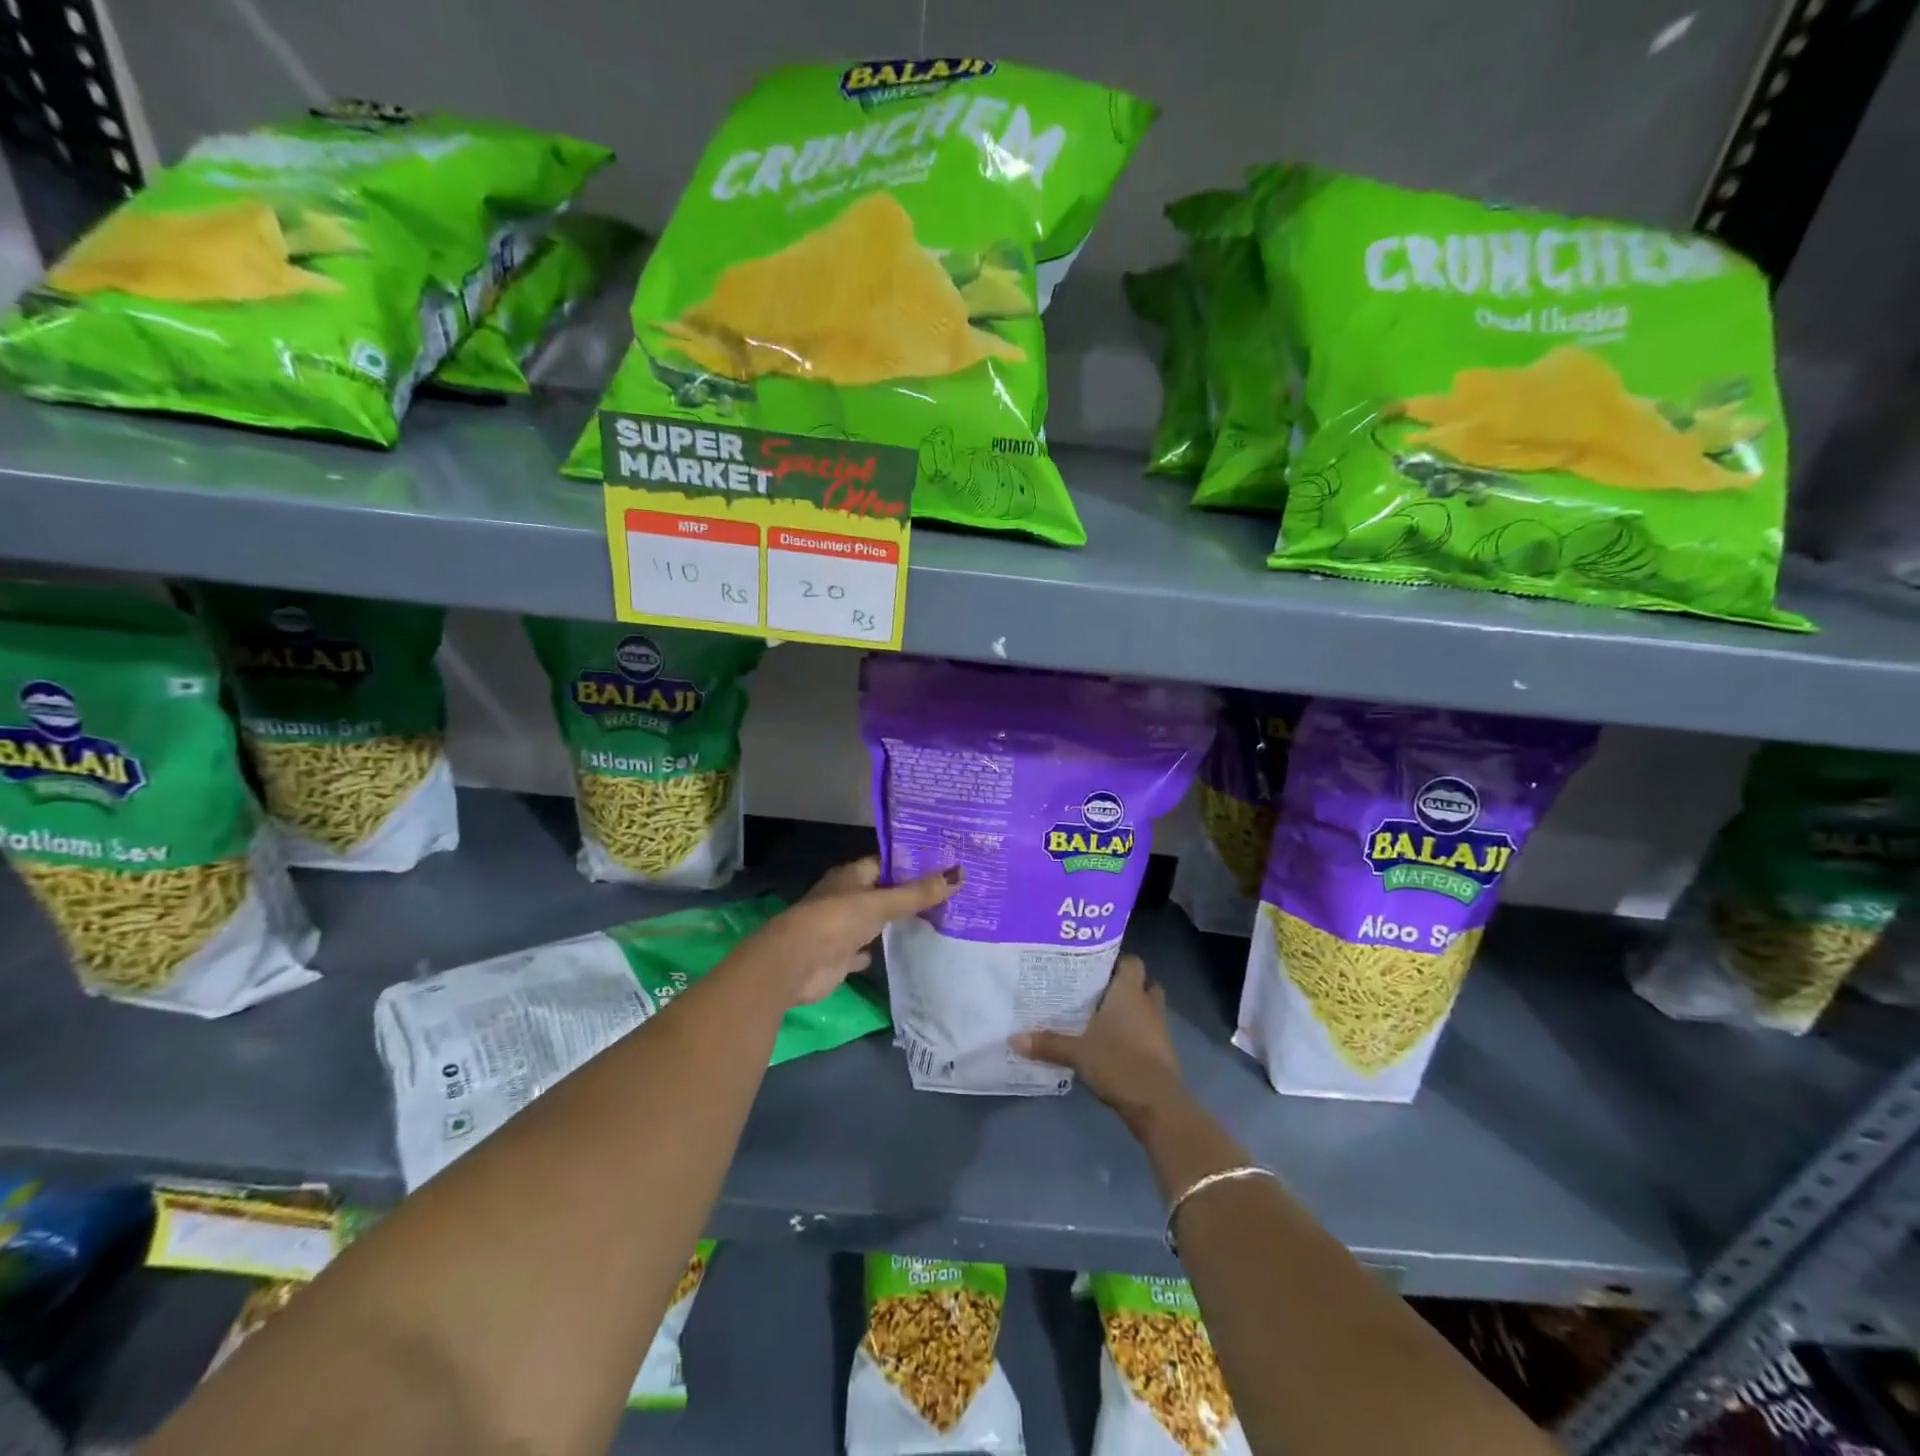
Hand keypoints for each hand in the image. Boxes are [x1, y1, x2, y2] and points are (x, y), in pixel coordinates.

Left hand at [750, 856, 959, 1005]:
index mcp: (852, 876)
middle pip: (882, 892)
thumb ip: (918, 893)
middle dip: (908, 894)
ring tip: (934, 919)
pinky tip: (899, 950)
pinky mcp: (840, 956)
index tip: (943, 864)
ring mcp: (841, 927)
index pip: (886, 863)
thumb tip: (961, 874)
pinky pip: (865, 949)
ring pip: (874, 920)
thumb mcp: (882, 903)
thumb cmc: (836, 921)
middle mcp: (846, 897)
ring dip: (894, 921)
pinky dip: (878, 949)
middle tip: (948, 893)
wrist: (795, 964)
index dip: (912, 863)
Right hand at [1012, 955, 1186, 1131]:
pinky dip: (1135, 1035)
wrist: (1157, 1104)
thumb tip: (1013, 1038)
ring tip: (1102, 1017)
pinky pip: (1148, 1034)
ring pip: (1147, 1010)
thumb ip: (1048, 1043)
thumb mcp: (1077, 1052)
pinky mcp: (1163, 1054)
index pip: (1131, 962)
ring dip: (1132, 1012)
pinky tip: (1113, 1044)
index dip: (1117, 961)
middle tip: (1097, 991)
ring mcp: (1159, 1030)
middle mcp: (1147, 1005)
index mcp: (1129, 993)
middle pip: (1143, 984)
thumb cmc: (1118, 1062)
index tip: (1094, 965)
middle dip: (1125, 986)